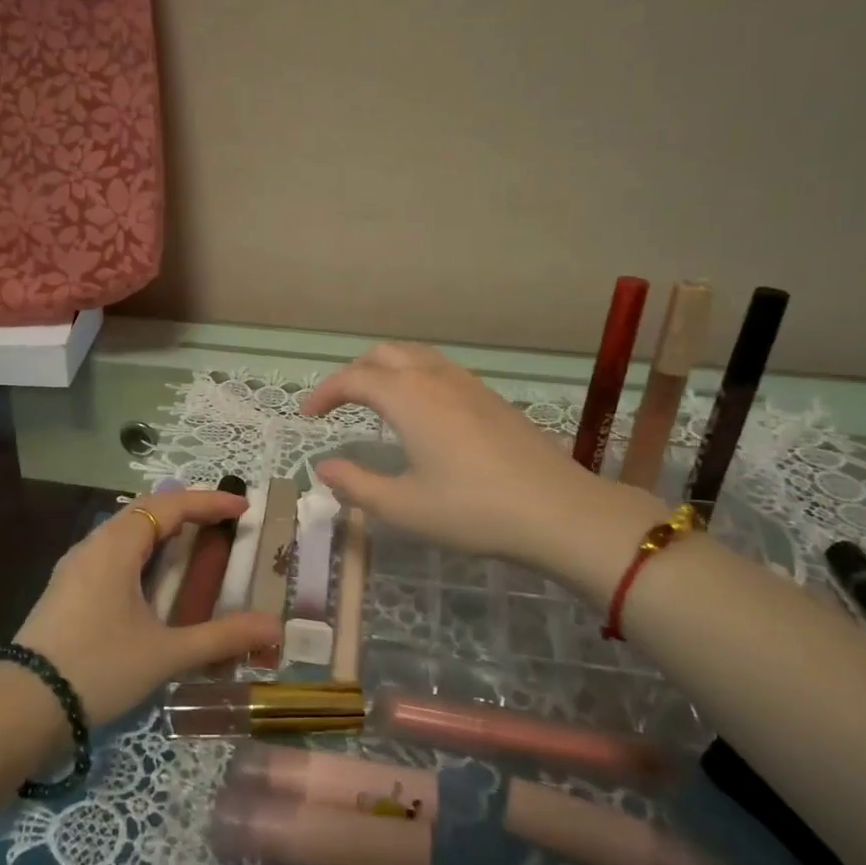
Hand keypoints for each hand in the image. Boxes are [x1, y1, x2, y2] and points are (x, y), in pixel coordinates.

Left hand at [13, 489, 280, 726]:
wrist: (20, 709)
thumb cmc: (98, 669)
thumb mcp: (165, 654)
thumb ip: (222, 638)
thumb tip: (274, 627)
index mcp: (117, 547)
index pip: (171, 506)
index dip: (209, 502)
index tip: (243, 508)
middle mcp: (94, 544)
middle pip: (146, 510)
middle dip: (186, 509)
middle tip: (222, 521)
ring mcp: (75, 566)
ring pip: (125, 530)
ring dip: (161, 528)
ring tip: (192, 541)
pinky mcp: (66, 588)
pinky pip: (111, 550)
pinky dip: (142, 549)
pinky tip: (151, 576)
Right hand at [301, 344, 664, 580]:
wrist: (558, 510)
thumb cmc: (472, 509)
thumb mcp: (403, 507)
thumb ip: (356, 484)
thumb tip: (323, 468)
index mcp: (408, 397)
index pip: (353, 378)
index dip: (325, 392)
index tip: (307, 416)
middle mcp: (435, 378)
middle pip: (384, 354)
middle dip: (353, 373)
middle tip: (338, 405)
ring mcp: (468, 384)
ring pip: (415, 356)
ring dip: (386, 370)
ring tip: (375, 403)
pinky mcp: (491, 397)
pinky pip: (440, 369)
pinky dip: (414, 377)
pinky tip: (422, 413)